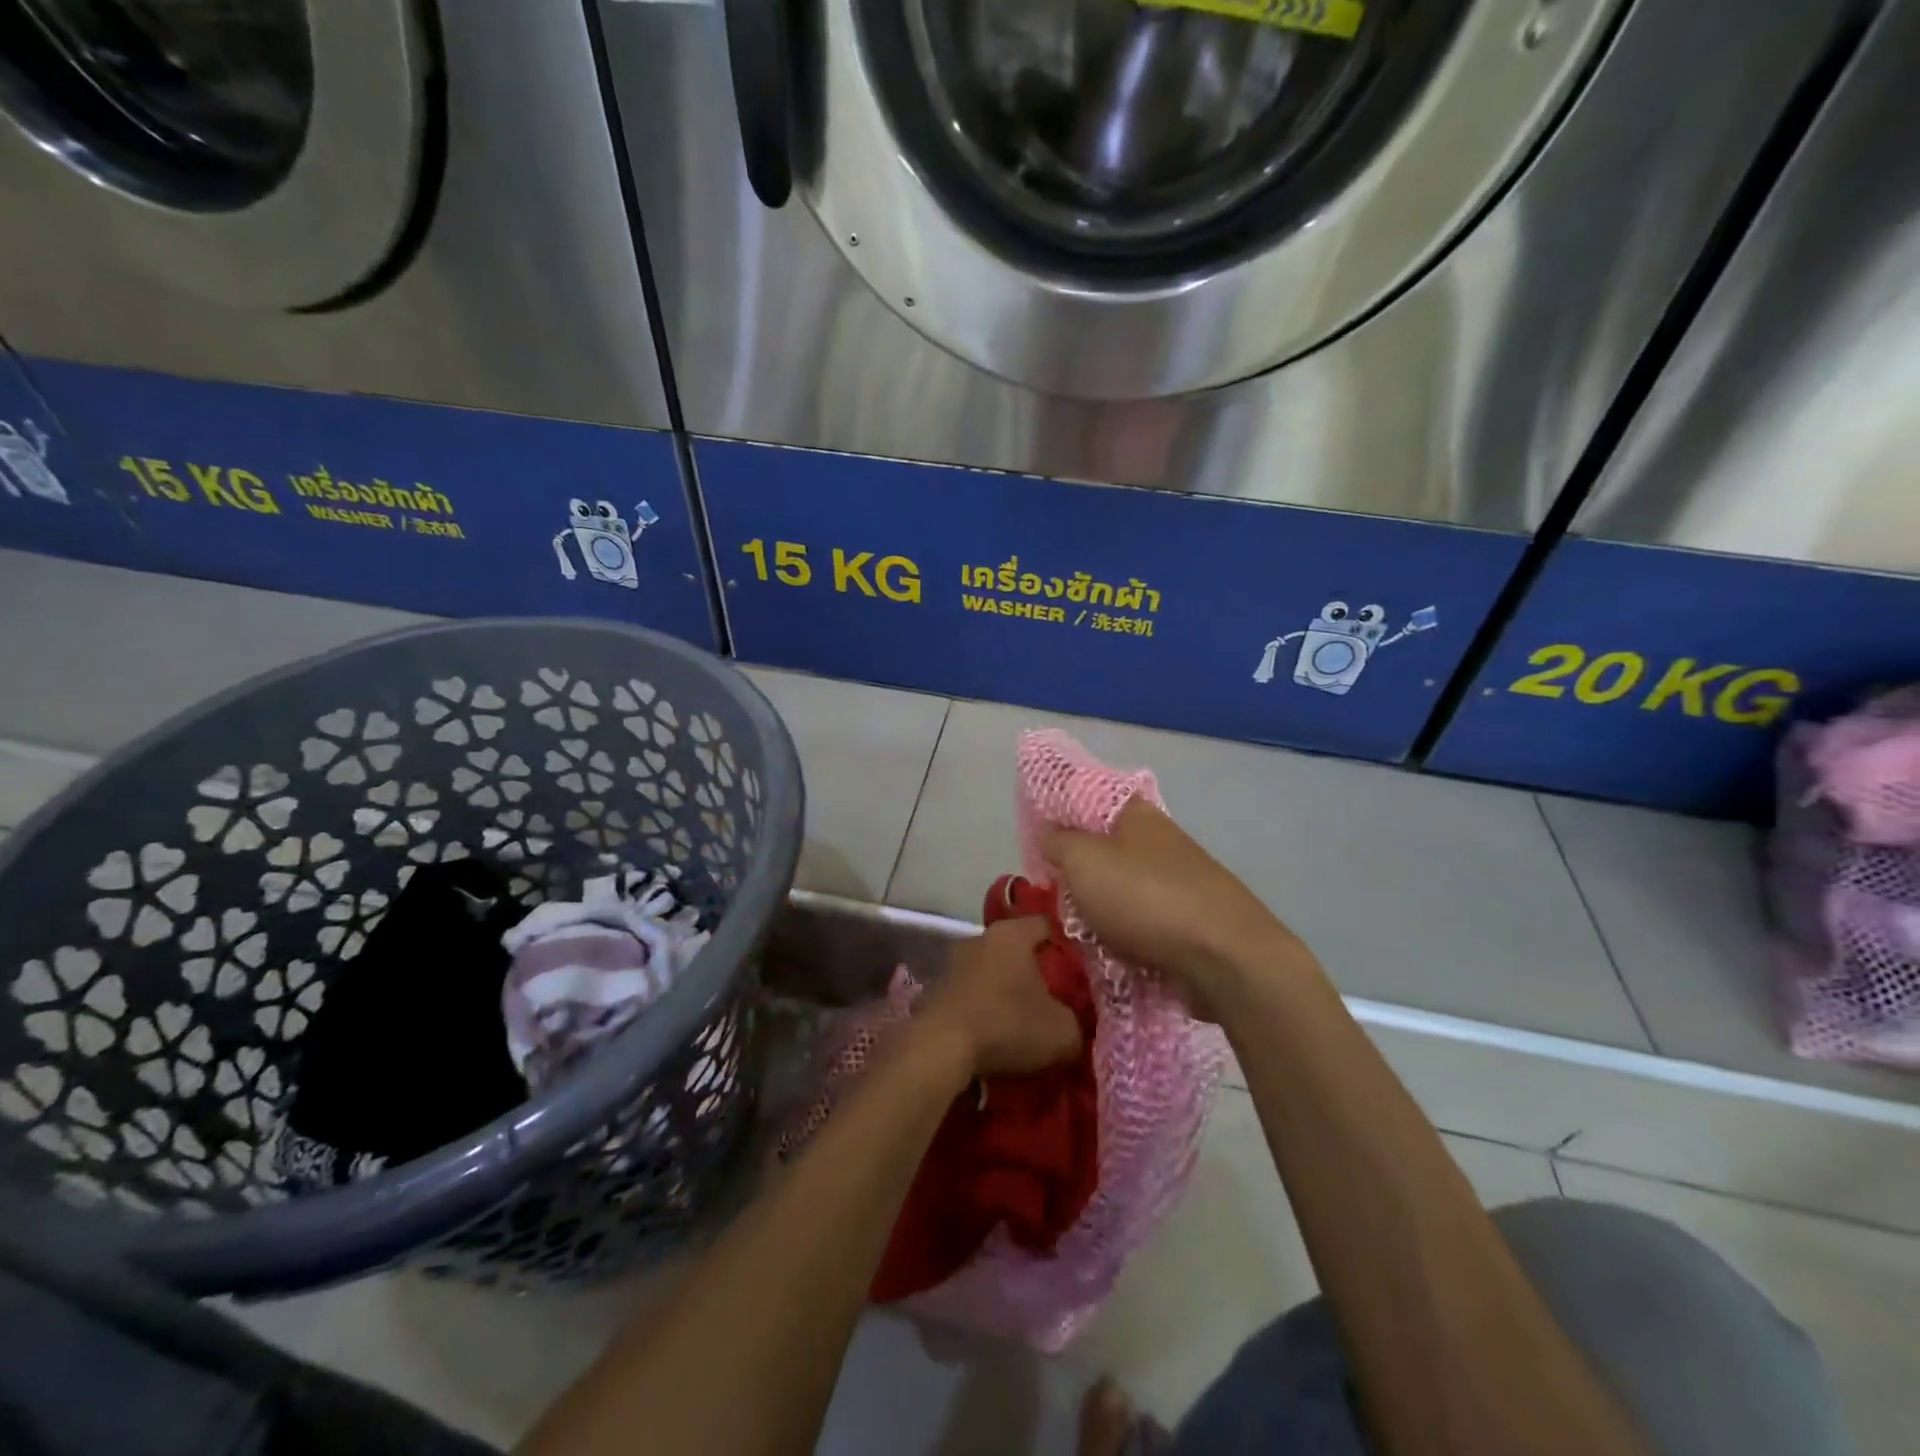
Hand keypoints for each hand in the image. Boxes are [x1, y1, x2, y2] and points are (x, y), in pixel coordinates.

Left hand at [915, 917, 1083, 1077]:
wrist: (940, 1047)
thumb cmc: (1007, 1024)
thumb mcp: (1062, 1032)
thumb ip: (1076, 1022)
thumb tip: (1072, 1025)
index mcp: (1012, 933)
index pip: (1046, 925)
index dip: (1065, 945)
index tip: (1078, 970)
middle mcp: (980, 937)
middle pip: (1016, 948)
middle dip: (1032, 970)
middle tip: (1052, 998)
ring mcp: (952, 961)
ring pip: (990, 970)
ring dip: (1003, 989)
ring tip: (1021, 1020)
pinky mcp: (934, 988)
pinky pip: (968, 992)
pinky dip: (981, 1006)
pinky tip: (991, 1032)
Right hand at [1041, 801, 1311, 1019]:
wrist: (1224, 957)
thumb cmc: (1145, 897)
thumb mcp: (1083, 861)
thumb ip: (1058, 842)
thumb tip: (1050, 832)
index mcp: (1136, 814)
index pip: (1089, 798)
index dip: (1060, 815)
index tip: (1036, 842)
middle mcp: (1160, 840)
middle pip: (1105, 848)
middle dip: (1078, 872)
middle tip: (1052, 894)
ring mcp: (1180, 880)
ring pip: (1123, 888)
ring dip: (1100, 909)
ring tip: (1075, 931)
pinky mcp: (1190, 920)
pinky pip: (1143, 922)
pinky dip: (1124, 934)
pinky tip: (1107, 952)